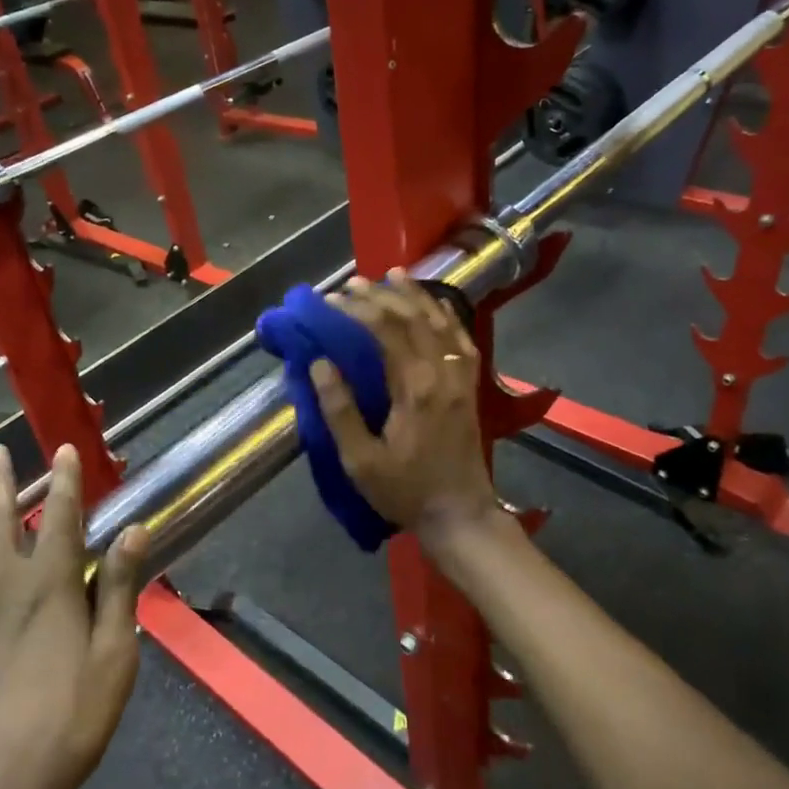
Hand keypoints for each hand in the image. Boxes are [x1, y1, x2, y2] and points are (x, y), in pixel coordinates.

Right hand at [308, 269, 499, 542]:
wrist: (459, 514)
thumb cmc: (405, 491)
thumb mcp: (360, 460)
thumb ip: (340, 410)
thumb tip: (320, 363)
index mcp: (414, 388)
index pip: (385, 331)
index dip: (357, 310)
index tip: (330, 301)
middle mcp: (441, 373)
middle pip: (412, 318)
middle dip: (381, 295)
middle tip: (352, 283)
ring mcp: (460, 378)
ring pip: (440, 322)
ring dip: (415, 296)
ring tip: (393, 274)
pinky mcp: (469, 386)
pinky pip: (461, 339)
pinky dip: (446, 316)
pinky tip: (434, 304)